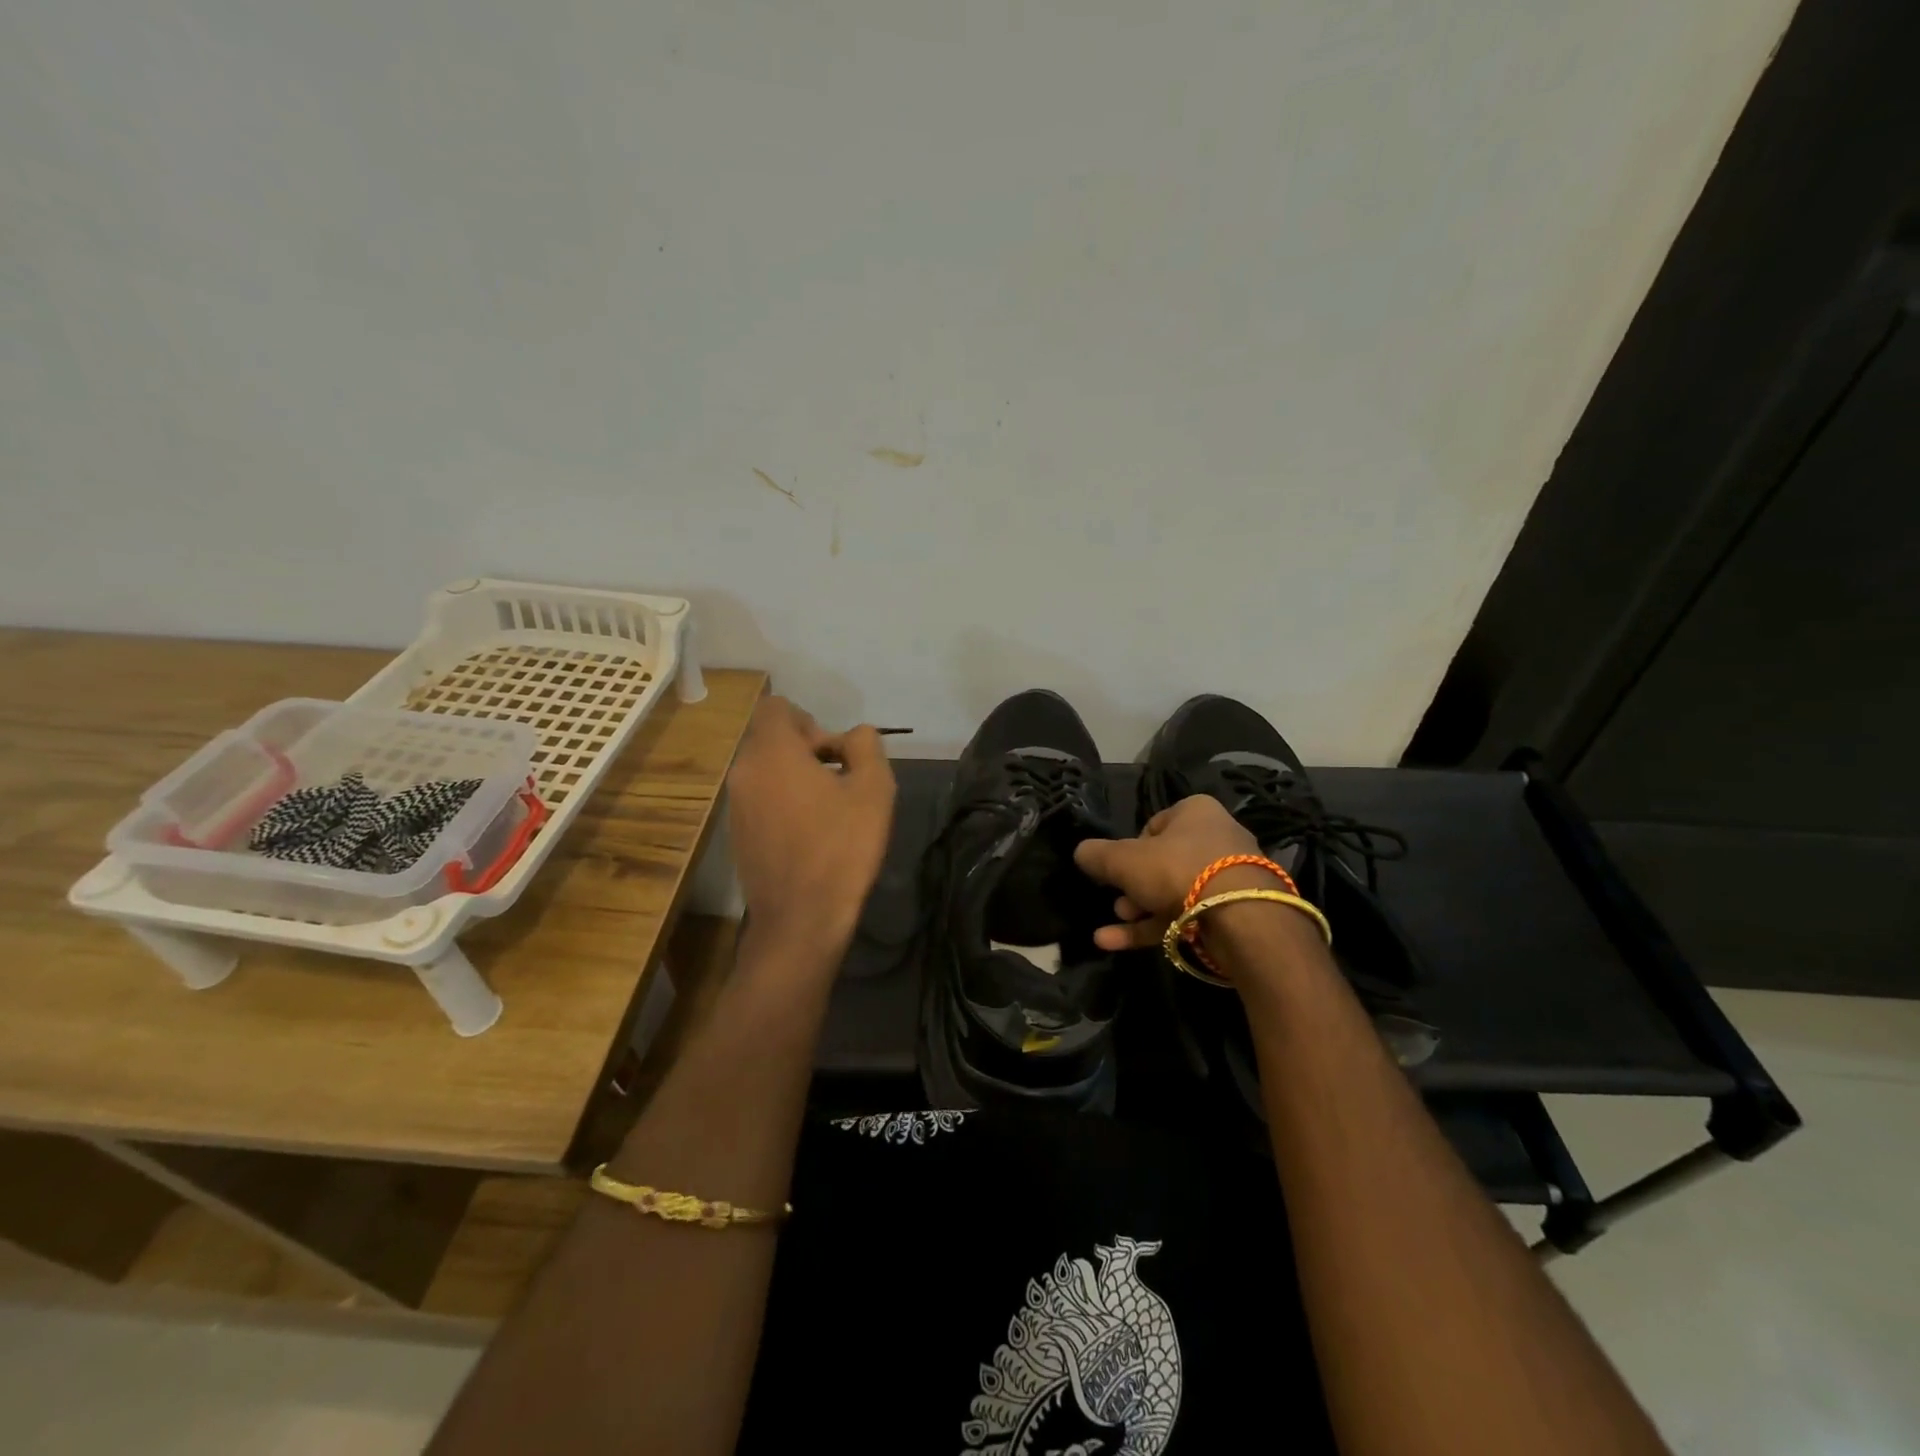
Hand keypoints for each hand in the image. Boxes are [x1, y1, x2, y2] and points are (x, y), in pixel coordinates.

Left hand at [725, 696, 896, 948]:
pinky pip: (760, 797)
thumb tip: (852, 736)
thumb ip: (866, 745)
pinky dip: (783, 801)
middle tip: (840, 781)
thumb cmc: (842, 847)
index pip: (777, 708)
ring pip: (766, 769)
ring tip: (829, 810)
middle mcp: (744, 771)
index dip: (811, 721)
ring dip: (796, 776)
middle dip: (807, 749)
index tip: (834, 755)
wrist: (801, 919)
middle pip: (771, 738)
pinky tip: (810, 833)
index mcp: (772, 752)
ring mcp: (736, 804)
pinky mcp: (737, 832)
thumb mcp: (874, 789)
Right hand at [1073, 794, 1268, 951]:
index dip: (1129, 848)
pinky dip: (1151, 928)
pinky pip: (1185, 916)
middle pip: (1162, 862)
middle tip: (1116, 902)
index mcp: (1195, 812)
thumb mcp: (1124, 860)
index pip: (1153, 825)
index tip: (1117, 868)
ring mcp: (1228, 877)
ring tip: (1112, 926)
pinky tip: (1114, 943)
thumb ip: (1097, 855)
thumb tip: (1080, 852)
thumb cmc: (1178, 870)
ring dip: (1138, 910)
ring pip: (1173, 892)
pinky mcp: (1233, 912)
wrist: (1240, 917)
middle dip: (1132, 886)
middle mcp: (1216, 837)